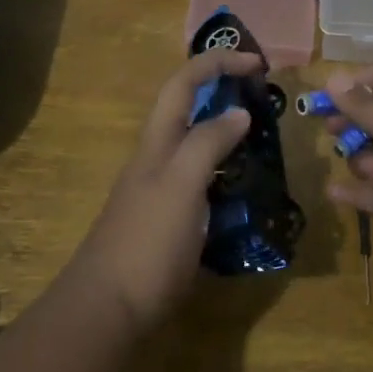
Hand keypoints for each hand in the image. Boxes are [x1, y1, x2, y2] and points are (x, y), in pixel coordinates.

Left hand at [66, 48, 262, 331]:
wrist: (108, 308)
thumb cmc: (147, 242)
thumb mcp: (181, 185)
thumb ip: (207, 143)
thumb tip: (238, 112)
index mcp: (157, 142)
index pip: (184, 83)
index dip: (217, 63)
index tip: (258, 64)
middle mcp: (157, 158)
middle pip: (188, 109)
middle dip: (223, 92)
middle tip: (264, 100)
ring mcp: (161, 190)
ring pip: (196, 145)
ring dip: (227, 133)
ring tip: (264, 142)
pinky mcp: (170, 220)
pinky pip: (202, 181)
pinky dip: (226, 172)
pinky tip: (246, 189)